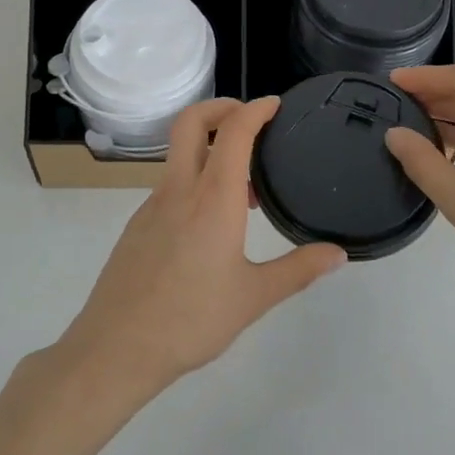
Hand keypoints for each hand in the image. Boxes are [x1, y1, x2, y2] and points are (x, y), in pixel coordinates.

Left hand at [56, 97, 346, 400]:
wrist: (116, 349)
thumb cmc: (191, 321)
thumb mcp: (253, 297)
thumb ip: (299, 270)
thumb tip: (338, 254)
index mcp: (213, 199)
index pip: (233, 132)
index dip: (255, 110)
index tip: (275, 105)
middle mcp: (179, 190)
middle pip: (191, 122)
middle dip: (221, 108)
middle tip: (251, 121)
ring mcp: (151, 205)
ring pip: (179, 154)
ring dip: (210, 149)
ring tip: (245, 188)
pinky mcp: (137, 225)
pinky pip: (170, 184)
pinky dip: (195, 179)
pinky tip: (211, 222)